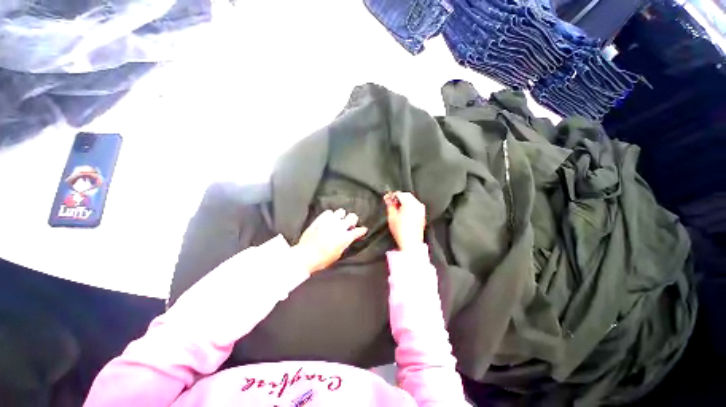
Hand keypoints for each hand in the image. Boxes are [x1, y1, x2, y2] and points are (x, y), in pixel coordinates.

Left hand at [293, 209, 367, 273]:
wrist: (306, 256)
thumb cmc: (322, 259)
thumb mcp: (338, 254)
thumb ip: (344, 244)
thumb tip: (347, 239)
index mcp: (346, 237)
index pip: (359, 231)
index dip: (362, 230)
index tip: (363, 230)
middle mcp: (340, 227)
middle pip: (352, 217)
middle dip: (353, 220)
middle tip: (350, 224)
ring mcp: (330, 221)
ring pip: (341, 211)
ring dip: (341, 216)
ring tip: (338, 220)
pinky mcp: (320, 219)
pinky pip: (328, 212)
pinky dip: (330, 215)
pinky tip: (328, 219)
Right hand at [385, 192, 425, 250]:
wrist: (411, 243)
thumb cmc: (401, 231)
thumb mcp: (391, 217)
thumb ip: (390, 205)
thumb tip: (388, 199)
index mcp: (410, 204)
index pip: (400, 194)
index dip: (392, 195)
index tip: (387, 198)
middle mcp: (417, 205)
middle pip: (407, 195)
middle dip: (399, 197)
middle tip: (391, 202)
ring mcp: (421, 210)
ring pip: (412, 200)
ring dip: (404, 201)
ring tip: (397, 207)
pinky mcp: (422, 215)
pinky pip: (415, 205)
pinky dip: (409, 206)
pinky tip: (403, 211)